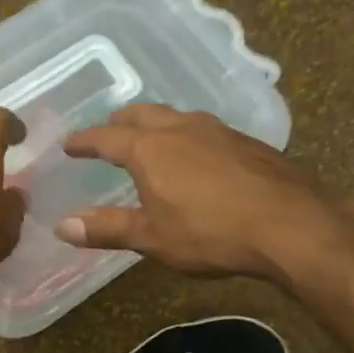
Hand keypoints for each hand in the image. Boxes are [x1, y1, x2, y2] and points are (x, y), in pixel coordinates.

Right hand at [56, 105, 337, 282]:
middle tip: (108, 133)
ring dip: (156, 124)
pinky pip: (204, 129)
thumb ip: (107, 228)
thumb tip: (62, 226)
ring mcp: (218, 130)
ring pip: (176, 117)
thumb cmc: (211, 233)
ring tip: (151, 139)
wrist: (291, 225)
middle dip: (120, 123)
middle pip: (142, 115)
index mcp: (150, 148)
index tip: (70, 145)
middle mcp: (181, 128)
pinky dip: (186, 135)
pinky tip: (196, 154)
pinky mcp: (247, 142)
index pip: (106, 138)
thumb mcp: (152, 237)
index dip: (85, 142)